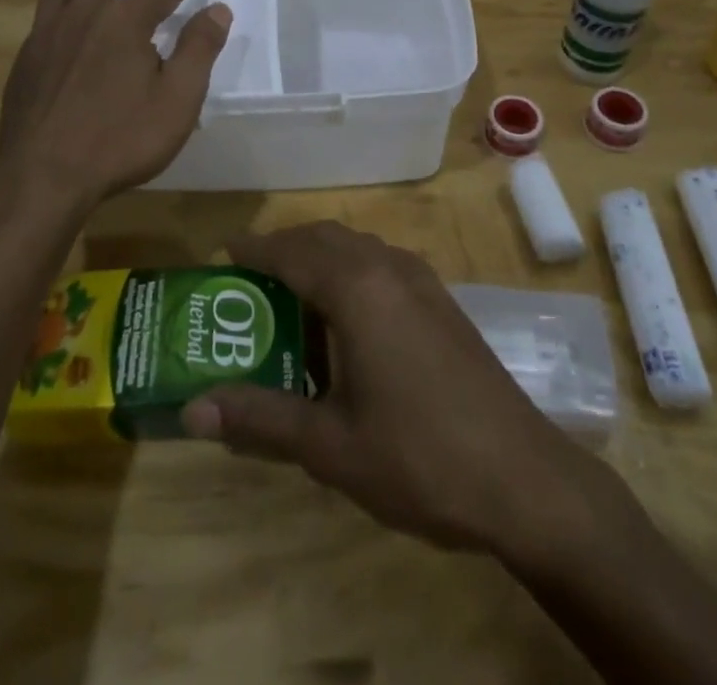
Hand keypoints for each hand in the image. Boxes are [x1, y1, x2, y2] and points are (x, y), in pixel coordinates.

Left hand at [0, 0, 229, 210]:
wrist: (44, 175)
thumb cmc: (120, 139)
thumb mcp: (177, 99)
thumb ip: (198, 50)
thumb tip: (218, 9)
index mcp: (124, 24)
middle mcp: (84, 18)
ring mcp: (48, 37)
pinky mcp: (26, 60)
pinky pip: (42, 12)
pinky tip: (54, 5)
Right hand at [182, 223, 641, 559]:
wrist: (524, 479)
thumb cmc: (419, 458)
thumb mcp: (330, 446)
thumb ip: (260, 419)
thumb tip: (192, 408)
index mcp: (358, 288)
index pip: (292, 251)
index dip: (254, 250)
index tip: (221, 256)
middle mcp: (389, 268)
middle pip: (325, 238)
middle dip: (284, 249)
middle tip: (248, 282)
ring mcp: (422, 281)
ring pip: (357, 248)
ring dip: (319, 259)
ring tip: (289, 301)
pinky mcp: (441, 302)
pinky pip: (382, 265)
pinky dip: (350, 273)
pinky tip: (345, 324)